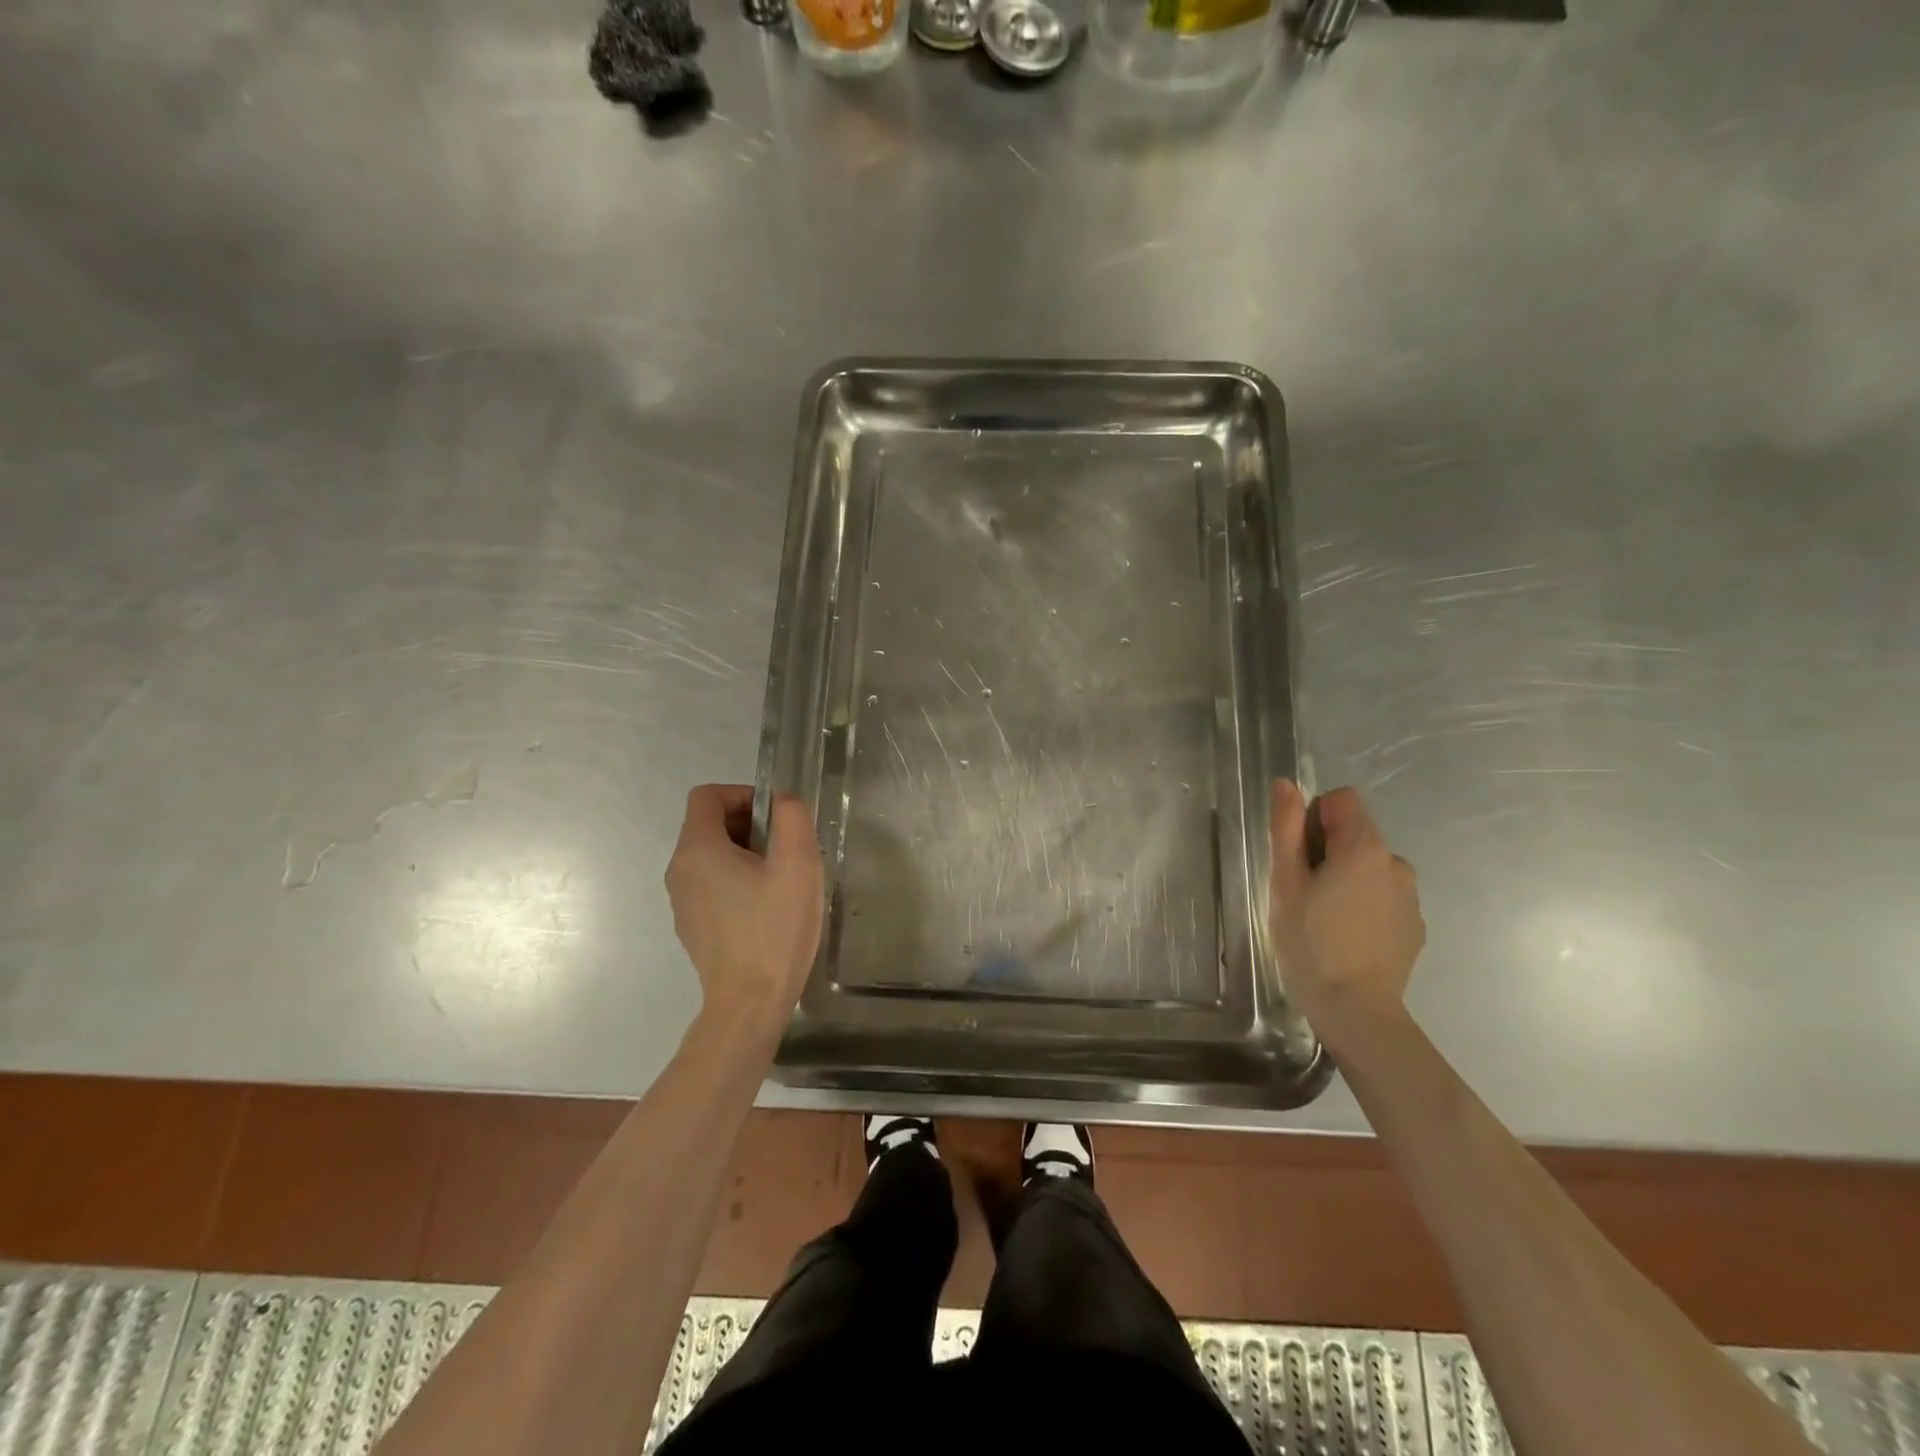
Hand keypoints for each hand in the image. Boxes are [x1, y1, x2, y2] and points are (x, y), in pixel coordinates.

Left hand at [665, 785, 823, 1027]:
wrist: (750, 1003)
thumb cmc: (775, 929)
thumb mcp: (798, 865)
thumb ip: (792, 818)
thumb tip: (783, 800)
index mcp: (697, 849)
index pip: (706, 796)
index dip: (742, 793)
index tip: (776, 816)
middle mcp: (679, 870)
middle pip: (708, 824)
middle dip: (748, 824)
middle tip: (786, 848)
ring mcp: (681, 901)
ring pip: (710, 856)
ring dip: (744, 853)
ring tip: (780, 878)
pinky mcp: (691, 925)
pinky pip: (710, 884)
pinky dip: (735, 880)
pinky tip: (766, 907)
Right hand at [1268, 780, 1424, 1041]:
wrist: (1356, 1010)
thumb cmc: (1310, 942)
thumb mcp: (1285, 882)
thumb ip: (1286, 828)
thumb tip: (1286, 784)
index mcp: (1364, 847)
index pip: (1342, 800)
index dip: (1313, 819)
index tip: (1298, 856)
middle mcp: (1396, 863)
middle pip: (1356, 833)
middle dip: (1328, 851)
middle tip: (1304, 892)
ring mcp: (1410, 896)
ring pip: (1370, 867)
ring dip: (1347, 878)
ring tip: (1324, 917)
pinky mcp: (1414, 925)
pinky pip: (1383, 896)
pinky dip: (1364, 904)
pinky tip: (1347, 937)